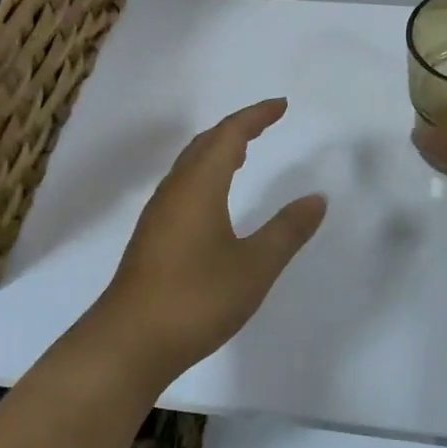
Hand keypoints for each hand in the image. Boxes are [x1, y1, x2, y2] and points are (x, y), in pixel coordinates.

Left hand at [90, 99, 326, 382]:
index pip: (229, 135)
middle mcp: (175, 190)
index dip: (256, 116)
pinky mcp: (152, 235)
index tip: (281, 105)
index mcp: (199, 185)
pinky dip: (206, 173)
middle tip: (266, 123)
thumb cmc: (196, 298)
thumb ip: (287, 230)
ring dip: (217, 150)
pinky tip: (215, 198)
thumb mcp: (255, 266)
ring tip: (244, 152)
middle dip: (237, 127)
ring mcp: (159, 213)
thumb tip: (316, 198)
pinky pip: (183, 185)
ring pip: (190, 164)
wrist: (129, 341)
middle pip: (205, 143)